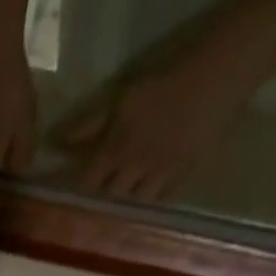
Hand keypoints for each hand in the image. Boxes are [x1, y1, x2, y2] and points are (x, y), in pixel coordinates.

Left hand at [59, 60, 249, 203]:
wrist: (216, 74)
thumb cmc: (164, 81)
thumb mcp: (120, 98)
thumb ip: (89, 124)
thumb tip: (58, 142)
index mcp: (116, 151)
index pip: (88, 182)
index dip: (80, 187)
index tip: (75, 186)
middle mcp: (135, 171)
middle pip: (110, 196)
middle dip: (104, 195)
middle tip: (104, 188)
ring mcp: (160, 177)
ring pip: (136, 202)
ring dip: (129, 199)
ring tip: (129, 191)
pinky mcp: (184, 177)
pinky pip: (164, 199)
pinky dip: (155, 197)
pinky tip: (154, 191)